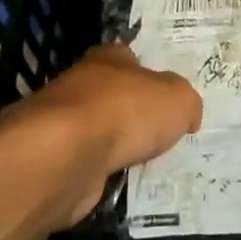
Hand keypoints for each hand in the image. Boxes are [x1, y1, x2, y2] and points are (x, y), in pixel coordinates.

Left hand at [7, 42, 202, 225]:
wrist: (66, 156)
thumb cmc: (126, 112)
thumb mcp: (177, 100)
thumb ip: (186, 103)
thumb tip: (187, 116)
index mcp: (110, 57)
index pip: (131, 59)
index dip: (150, 75)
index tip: (166, 98)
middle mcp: (83, 83)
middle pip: (113, 95)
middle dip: (133, 113)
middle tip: (160, 134)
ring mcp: (64, 122)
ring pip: (98, 130)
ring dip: (115, 145)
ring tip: (143, 163)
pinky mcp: (54, 159)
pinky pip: (86, 163)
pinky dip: (100, 172)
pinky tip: (117, 181)